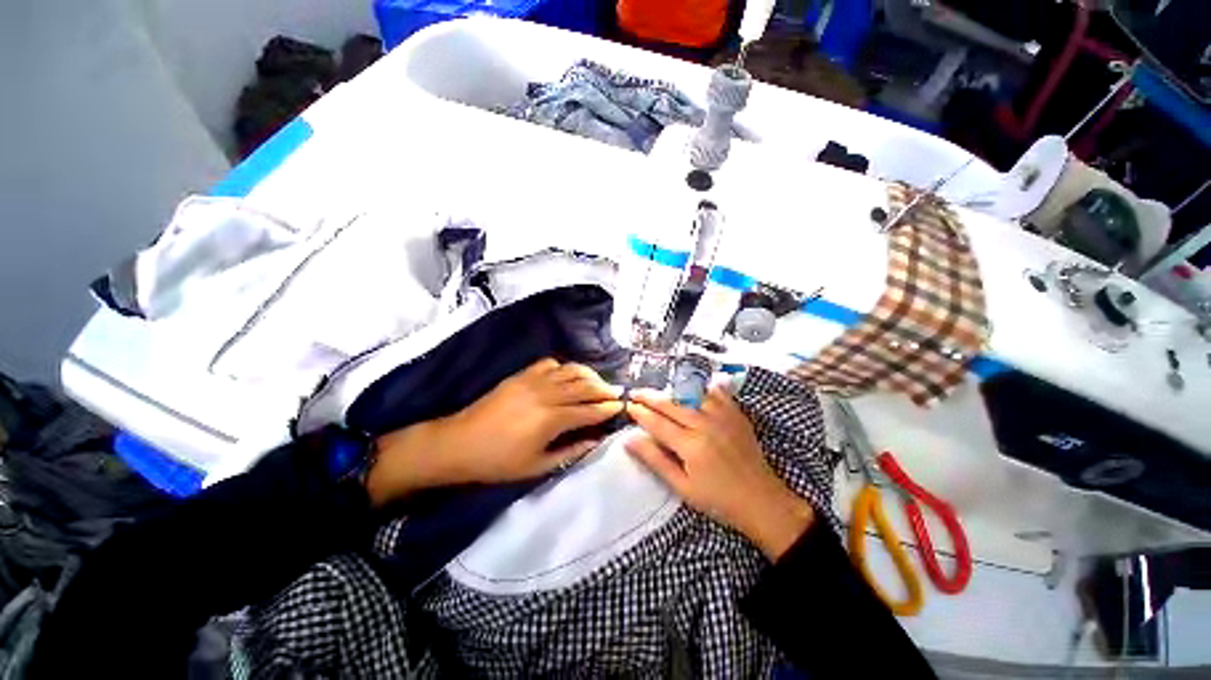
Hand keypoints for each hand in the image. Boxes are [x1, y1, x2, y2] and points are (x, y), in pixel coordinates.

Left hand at [366, 359, 623, 505]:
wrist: (459, 443)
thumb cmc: (499, 462)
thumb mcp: (537, 466)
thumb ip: (570, 451)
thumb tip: (595, 440)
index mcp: (551, 420)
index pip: (589, 410)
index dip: (607, 408)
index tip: (621, 406)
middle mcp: (546, 395)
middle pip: (584, 386)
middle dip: (604, 388)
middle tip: (616, 392)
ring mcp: (533, 381)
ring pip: (570, 370)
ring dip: (588, 374)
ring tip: (598, 381)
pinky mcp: (521, 375)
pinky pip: (549, 363)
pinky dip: (563, 367)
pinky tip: (566, 375)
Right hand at [625, 387, 813, 560]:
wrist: (761, 500)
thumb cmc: (718, 499)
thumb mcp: (682, 487)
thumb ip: (655, 460)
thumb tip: (629, 440)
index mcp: (690, 445)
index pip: (657, 422)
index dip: (640, 413)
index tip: (628, 406)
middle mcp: (705, 424)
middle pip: (670, 403)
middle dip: (649, 396)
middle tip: (635, 392)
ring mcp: (722, 415)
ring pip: (690, 392)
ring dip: (670, 389)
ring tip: (658, 391)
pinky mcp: (735, 413)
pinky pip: (714, 391)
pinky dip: (699, 386)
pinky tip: (690, 386)